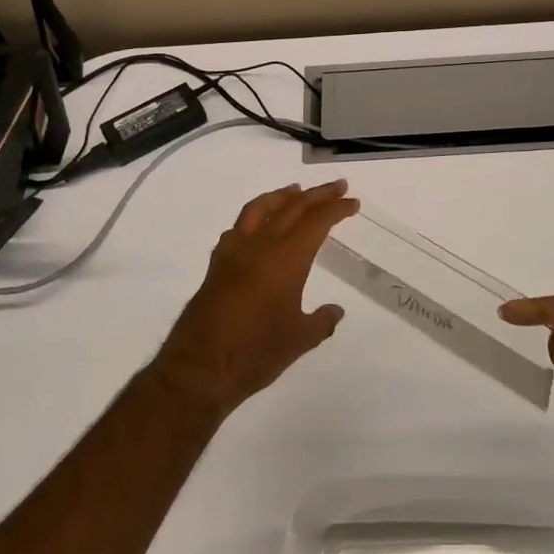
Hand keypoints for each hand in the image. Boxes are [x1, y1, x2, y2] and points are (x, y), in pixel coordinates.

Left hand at [153, 181, 357, 415]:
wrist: (200, 368)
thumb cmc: (256, 353)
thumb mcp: (299, 340)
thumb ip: (321, 321)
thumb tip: (336, 310)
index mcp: (286, 258)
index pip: (316, 221)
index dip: (336, 209)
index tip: (353, 202)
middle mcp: (260, 245)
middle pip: (292, 207)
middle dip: (317, 194)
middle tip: (338, 186)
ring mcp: (234, 251)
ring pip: (260, 208)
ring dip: (282, 196)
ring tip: (296, 190)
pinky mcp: (216, 264)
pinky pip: (238, 227)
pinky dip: (254, 217)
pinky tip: (258, 225)